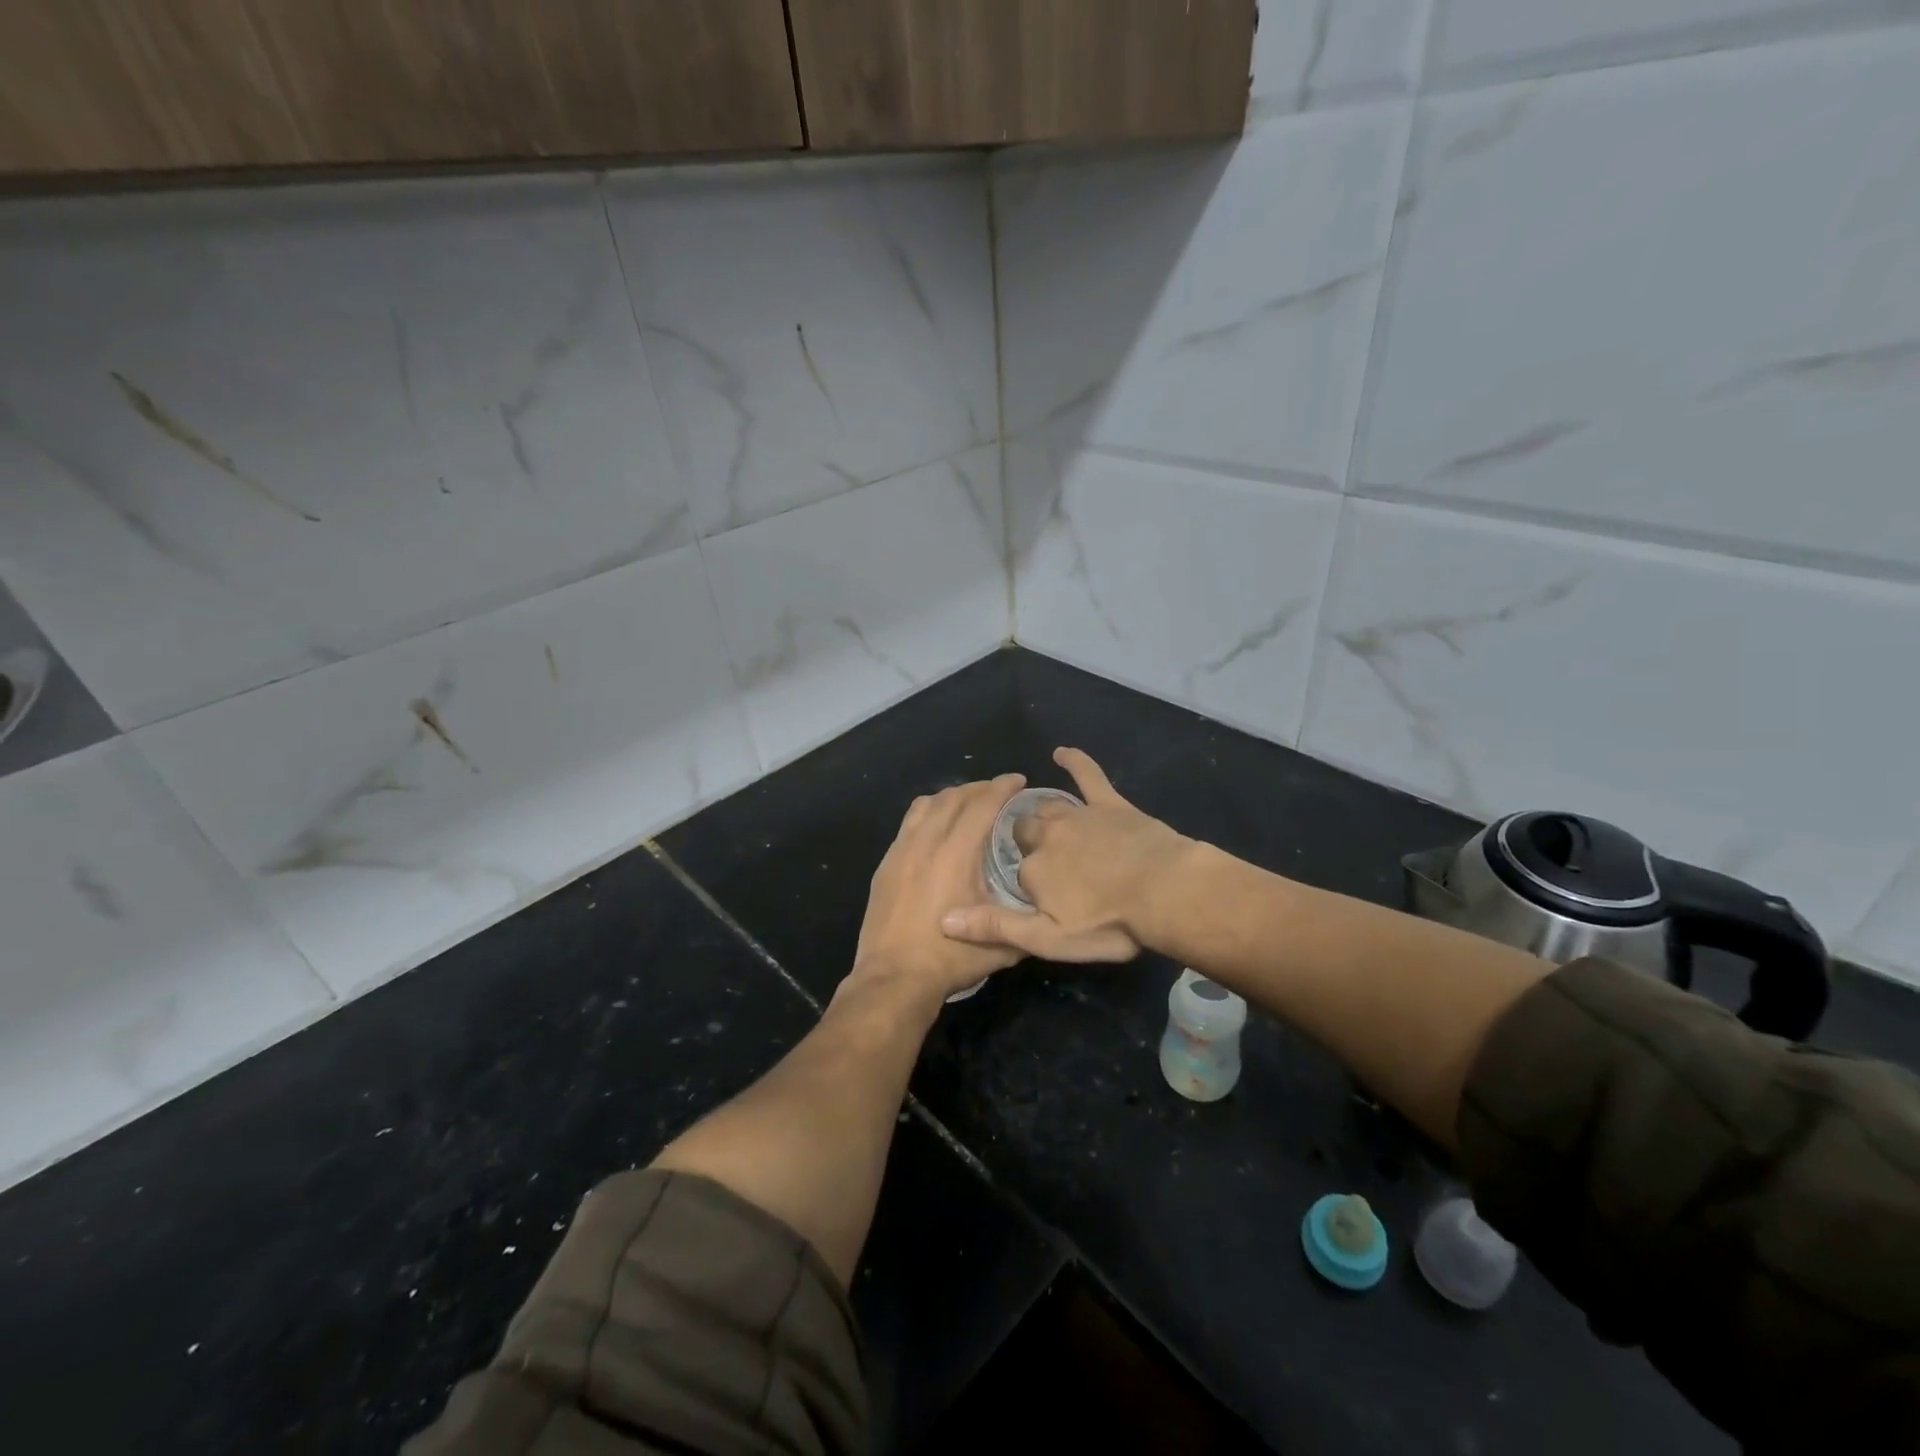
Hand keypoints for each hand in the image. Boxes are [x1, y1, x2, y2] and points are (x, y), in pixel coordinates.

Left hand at [849, 773, 1029, 1003]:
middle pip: (954, 797)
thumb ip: (1026, 923)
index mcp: (956, 854)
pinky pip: (909, 823)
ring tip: (968, 803)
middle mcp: (927, 842)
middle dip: (979, 788)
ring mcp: (901, 851)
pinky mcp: (886, 864)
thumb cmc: (950, 959)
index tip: (1019, 780)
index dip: (1002, 787)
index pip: (982, 805)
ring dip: (951, 796)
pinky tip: (936, 828)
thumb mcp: (1002, 946)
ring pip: (927, 805)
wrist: (893, 979)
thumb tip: (1046, 911)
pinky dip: (928, 813)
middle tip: (999, 792)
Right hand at [939, 748, 1193, 963]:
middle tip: (1039, 858)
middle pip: (1025, 832)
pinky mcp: (1109, 804)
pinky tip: (1062, 752)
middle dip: (1026, 842)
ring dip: (1042, 813)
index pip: (1016, 873)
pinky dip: (1075, 761)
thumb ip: (996, 927)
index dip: (1025, 885)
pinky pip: (1087, 775)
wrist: (1165, 892)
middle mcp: (1048, 836)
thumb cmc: (1109, 923)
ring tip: (1042, 823)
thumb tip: (944, 918)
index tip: (1035, 897)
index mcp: (1033, 870)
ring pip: (1048, 807)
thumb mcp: (1048, 939)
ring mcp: (1078, 816)